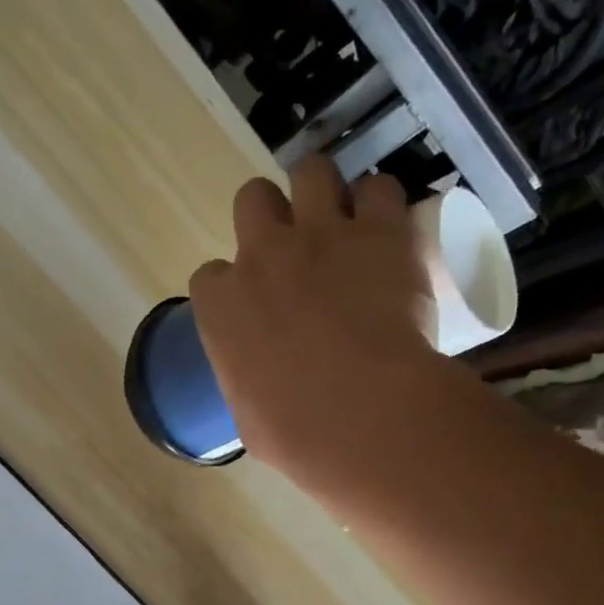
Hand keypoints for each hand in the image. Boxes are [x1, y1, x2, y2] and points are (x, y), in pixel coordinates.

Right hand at [188, 155, 440, 494]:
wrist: (364, 416)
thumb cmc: (295, 433)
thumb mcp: (249, 415)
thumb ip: (248, 381)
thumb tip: (264, 384)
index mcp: (222, 305)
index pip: (211, 275)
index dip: (233, 285)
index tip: (254, 303)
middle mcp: (263, 254)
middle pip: (253, 199)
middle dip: (270, 216)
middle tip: (297, 246)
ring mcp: (323, 234)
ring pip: (312, 171)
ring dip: (324, 191)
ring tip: (345, 221)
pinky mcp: (381, 230)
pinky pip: (381, 190)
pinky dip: (384, 206)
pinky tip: (392, 230)